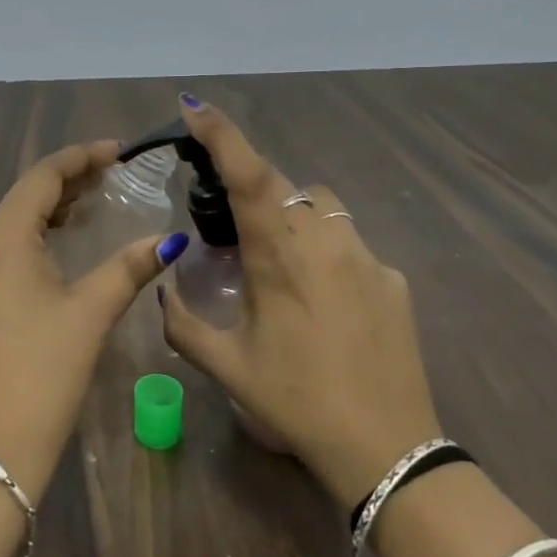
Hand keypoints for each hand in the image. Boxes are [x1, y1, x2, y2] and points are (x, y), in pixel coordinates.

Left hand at [0, 140, 187, 499]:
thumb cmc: (42, 374)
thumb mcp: (90, 314)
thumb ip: (130, 268)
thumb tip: (170, 240)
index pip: (42, 176)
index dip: (82, 157)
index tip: (120, 151)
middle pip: (24, 195)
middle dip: (70, 180)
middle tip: (115, 174)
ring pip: (12, 221)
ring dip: (52, 207)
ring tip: (96, 200)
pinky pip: (2, 246)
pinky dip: (35, 234)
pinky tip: (63, 241)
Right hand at [157, 96, 441, 507]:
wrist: (388, 449)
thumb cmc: (297, 403)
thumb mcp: (228, 367)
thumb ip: (184, 323)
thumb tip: (164, 290)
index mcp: (279, 256)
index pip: (248, 175)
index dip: (221, 133)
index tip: (194, 107)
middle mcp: (324, 240)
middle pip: (283, 184)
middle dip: (253, 188)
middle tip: (234, 228)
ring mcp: (365, 255)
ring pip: (320, 205)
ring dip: (293, 213)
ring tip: (280, 258)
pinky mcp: (392, 277)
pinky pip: (350, 242)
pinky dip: (328, 250)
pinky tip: (326, 298)